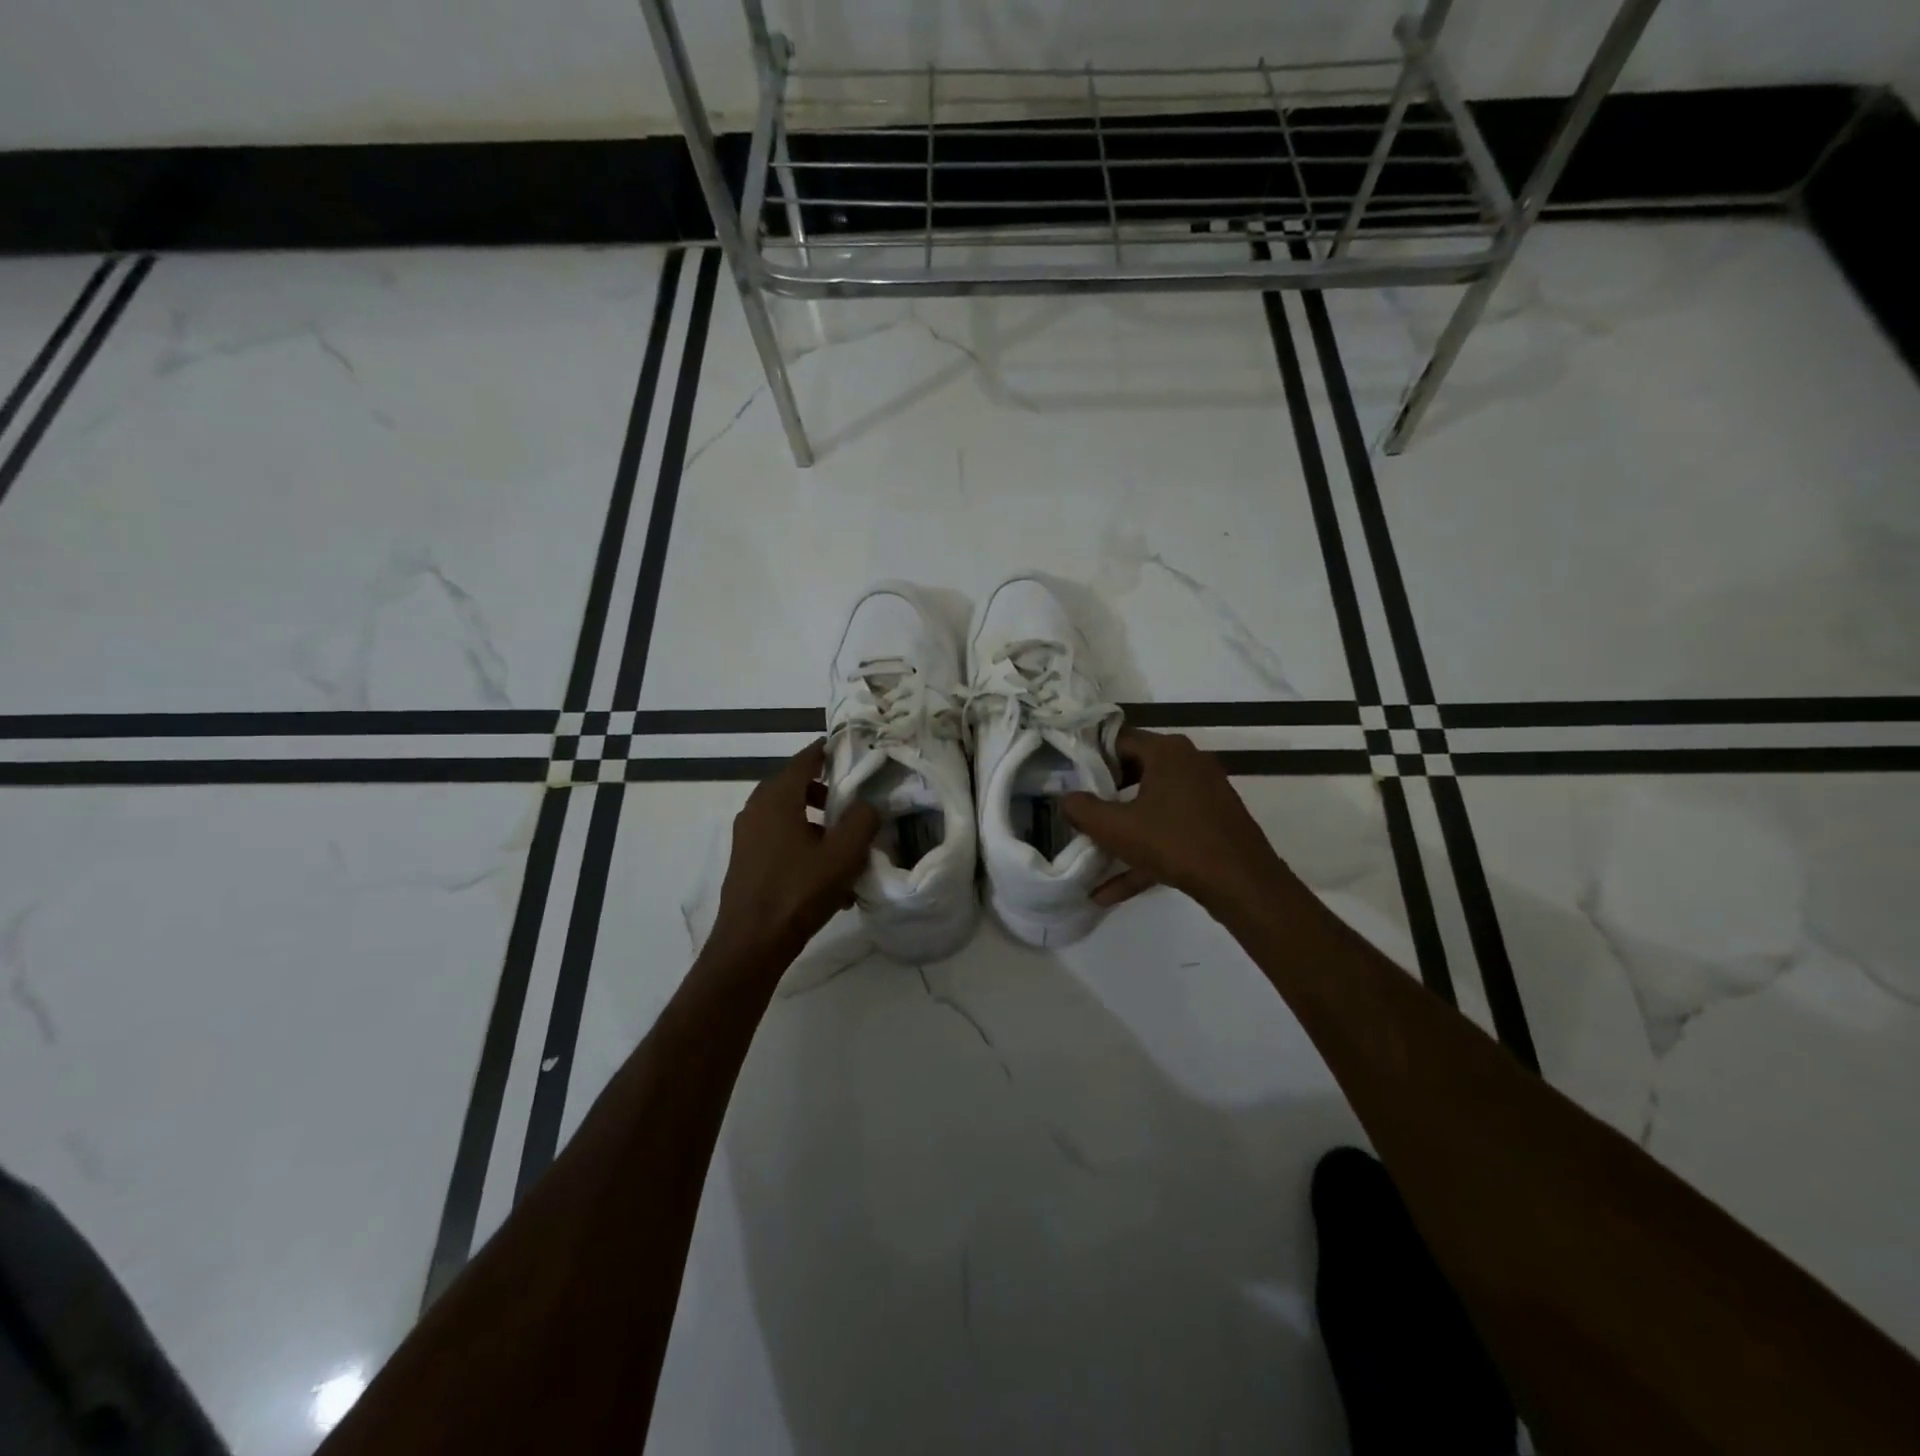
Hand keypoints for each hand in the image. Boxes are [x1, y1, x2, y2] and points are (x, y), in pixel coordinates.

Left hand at [705, 741, 879, 969]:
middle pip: (795, 787)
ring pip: (788, 817)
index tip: (849, 750)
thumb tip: (866, 804)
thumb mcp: (843, 854)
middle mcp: (756, 809)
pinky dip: (803, 846)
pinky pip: (780, 841)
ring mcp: (747, 836)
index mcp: (777, 797)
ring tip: (844, 847)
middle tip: (853, 802)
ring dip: (816, 824)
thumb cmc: (799, 891)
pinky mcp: (746, 861)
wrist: (752, 943)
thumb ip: (861, 820)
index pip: (805, 759)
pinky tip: (827, 878)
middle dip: (826, 792)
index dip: (827, 752)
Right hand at [1063, 729, 1292, 915]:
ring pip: (1151, 805)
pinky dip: (1143, 853)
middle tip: (1079, 811)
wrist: (1243, 884)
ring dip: (1122, 830)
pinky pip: (1169, 830)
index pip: (1118, 740)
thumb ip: (1083, 810)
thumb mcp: (1117, 828)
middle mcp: (1189, 763)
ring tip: (1092, 852)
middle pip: (1135, 771)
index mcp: (1168, 752)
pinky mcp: (1213, 823)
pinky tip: (1110, 890)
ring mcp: (1205, 794)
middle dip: (1105, 794)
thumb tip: (1064, 798)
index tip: (1069, 779)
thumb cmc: (1175, 843)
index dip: (1090, 758)